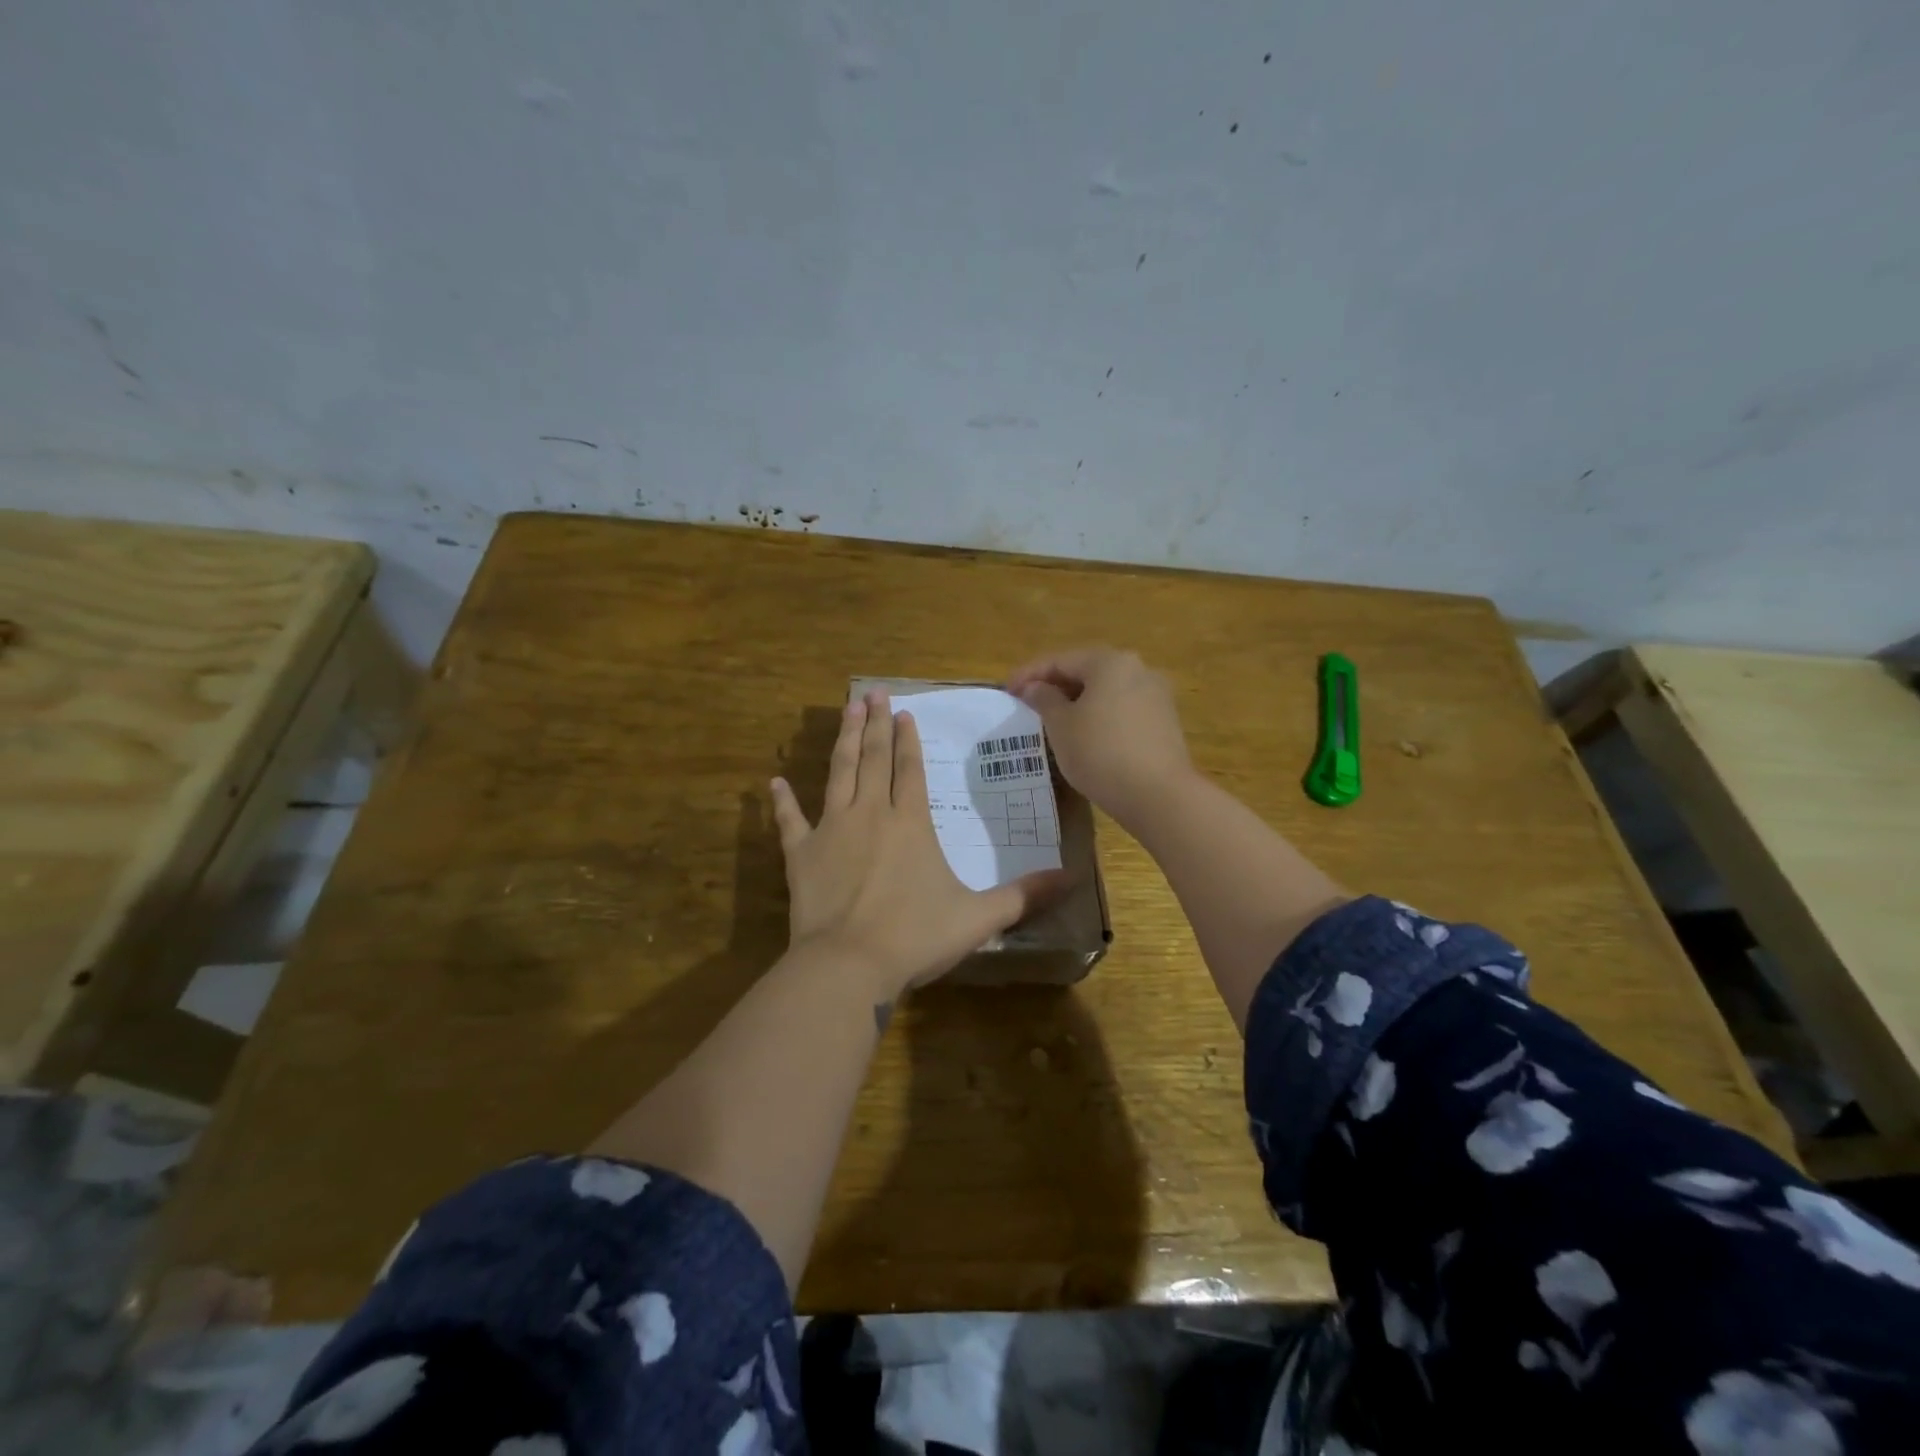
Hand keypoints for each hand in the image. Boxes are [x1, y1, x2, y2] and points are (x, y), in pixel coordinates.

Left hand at [770, 691, 1070, 1003]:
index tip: (903, 713)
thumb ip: (1023, 896)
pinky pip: (790, 821)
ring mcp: (832, 830)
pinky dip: (783, 802)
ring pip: (839, 774)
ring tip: (847, 711)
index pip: (910, 769)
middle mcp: (871, 814)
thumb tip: (1071, 879)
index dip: (908, 740)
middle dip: (875, 724)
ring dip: (844, 741)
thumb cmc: (915, 937)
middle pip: (874, 759)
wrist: (848, 965)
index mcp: (911, 823)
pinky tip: (776, 782)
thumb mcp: (979, 918)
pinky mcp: (801, 854)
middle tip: (872, 693)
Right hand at [1006, 647, 1194, 830]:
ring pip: (1107, 691)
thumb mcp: (1061, 726)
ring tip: (1053, 721)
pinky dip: (1100, 716)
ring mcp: (1156, 696)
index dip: (1029, 674)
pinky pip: (1122, 710)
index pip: (1060, 660)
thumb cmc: (1101, 753)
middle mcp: (1138, 669)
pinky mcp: (1165, 722)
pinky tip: (1085, 736)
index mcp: (1110, 662)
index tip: (1006, 691)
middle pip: (1087, 671)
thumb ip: (1044, 700)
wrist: (1159, 796)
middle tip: (1028, 704)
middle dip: (1055, 686)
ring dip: (1078, 702)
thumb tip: (1035, 687)